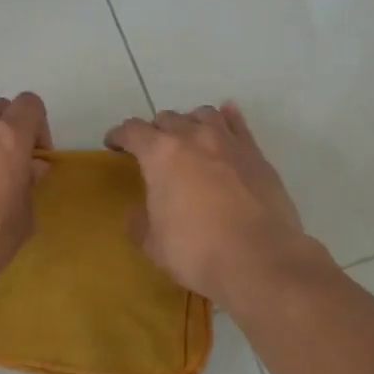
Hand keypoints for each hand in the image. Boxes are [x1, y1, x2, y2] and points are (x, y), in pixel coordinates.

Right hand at [106, 103, 332, 309]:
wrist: (260, 259)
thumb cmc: (197, 251)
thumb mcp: (153, 244)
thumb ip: (140, 222)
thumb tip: (138, 213)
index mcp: (161, 154)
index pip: (132, 131)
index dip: (119, 135)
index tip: (114, 143)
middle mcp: (193, 137)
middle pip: (168, 118)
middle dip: (155, 131)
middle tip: (153, 151)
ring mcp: (228, 142)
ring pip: (203, 114)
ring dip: (190, 122)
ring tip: (188, 138)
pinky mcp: (255, 154)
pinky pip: (238, 124)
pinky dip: (228, 119)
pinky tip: (226, 120)